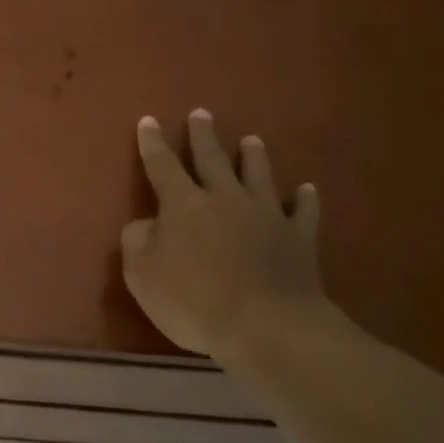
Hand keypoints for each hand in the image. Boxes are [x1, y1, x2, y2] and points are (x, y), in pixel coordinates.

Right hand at [121, 110, 329, 365]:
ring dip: (253, 157)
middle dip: (203, 136)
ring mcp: (266, 216)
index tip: (149, 121)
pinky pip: (303, 212)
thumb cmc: (194, 302)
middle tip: (202, 114)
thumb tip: (145, 223)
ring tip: (251, 140)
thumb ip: (137, 242)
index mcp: (183, 205)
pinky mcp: (298, 239)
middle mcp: (225, 200)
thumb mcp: (142, 276)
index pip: (163, 166)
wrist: (267, 328)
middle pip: (212, 160)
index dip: (153, 143)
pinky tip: (307, 189)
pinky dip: (305, 199)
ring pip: (259, 176)